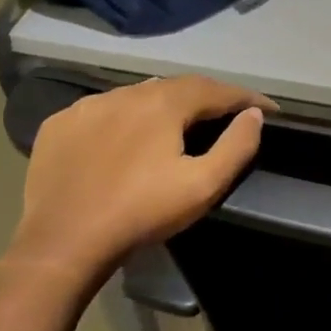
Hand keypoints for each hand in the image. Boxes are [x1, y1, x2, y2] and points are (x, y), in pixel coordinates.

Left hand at [0, 75, 275, 290]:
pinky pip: (104, 110)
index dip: (247, 97)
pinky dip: (127, 116)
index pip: (217, 89)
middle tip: (229, 114)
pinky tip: (129, 137)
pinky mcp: (60, 125)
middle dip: (209, 97)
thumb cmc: (141, 212)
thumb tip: (253, 115)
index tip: (270, 109)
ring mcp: (87, 106)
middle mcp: (125, 93)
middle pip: (178, 86)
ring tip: (181, 123)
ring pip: (139, 94)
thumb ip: (237, 146)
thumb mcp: (203, 185)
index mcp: (163, 104)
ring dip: (166, 104)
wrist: (61, 243)